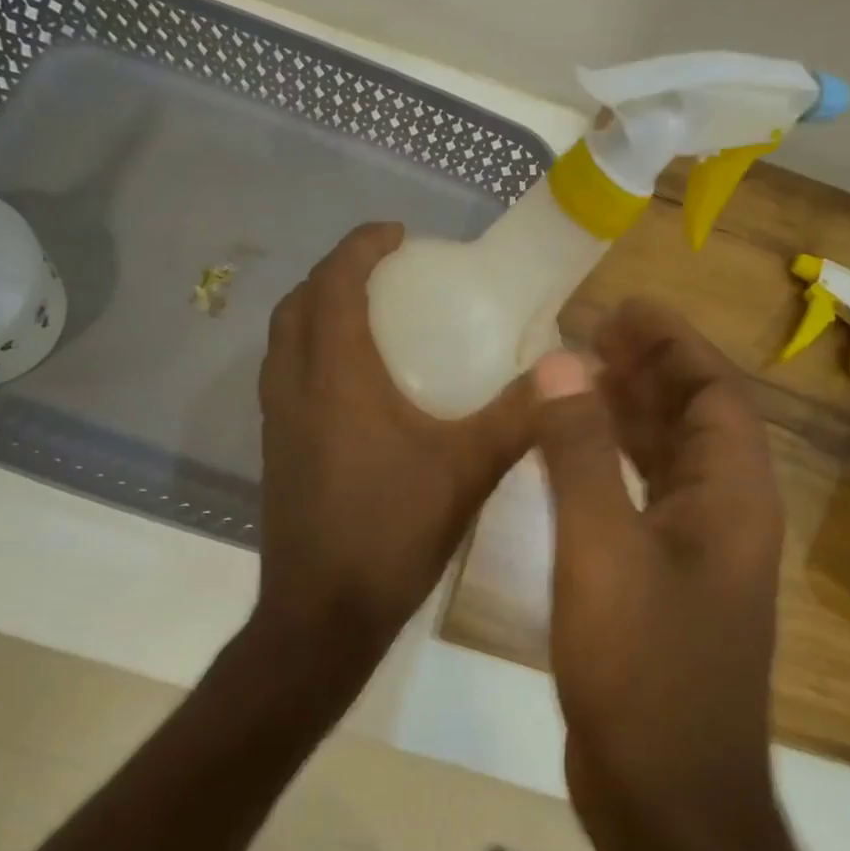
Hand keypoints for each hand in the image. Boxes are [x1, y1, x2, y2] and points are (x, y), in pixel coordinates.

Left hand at [257, 223, 533, 657]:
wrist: (323, 617)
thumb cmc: (393, 532)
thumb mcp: (468, 469)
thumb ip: (519, 415)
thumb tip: (572, 368)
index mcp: (335, 376)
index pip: (334, 283)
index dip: (361, 246)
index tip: (399, 233)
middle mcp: (294, 387)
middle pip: (298, 304)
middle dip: (336, 274)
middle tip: (386, 273)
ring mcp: (277, 422)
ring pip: (285, 341)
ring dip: (319, 312)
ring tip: (371, 317)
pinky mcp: (277, 451)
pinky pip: (287, 377)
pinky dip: (314, 353)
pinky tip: (358, 384)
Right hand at [531, 300, 784, 824]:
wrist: (668, 798)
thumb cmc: (642, 668)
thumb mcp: (601, 548)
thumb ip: (580, 451)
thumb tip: (561, 363)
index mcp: (732, 496)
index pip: (715, 391)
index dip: (674, 342)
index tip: (625, 307)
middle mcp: (726, 515)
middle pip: (696, 418)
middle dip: (650, 369)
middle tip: (594, 332)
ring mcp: (697, 552)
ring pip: (670, 458)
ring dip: (632, 412)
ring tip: (580, 375)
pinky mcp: (664, 582)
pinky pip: (645, 497)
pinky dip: (616, 462)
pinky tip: (575, 451)